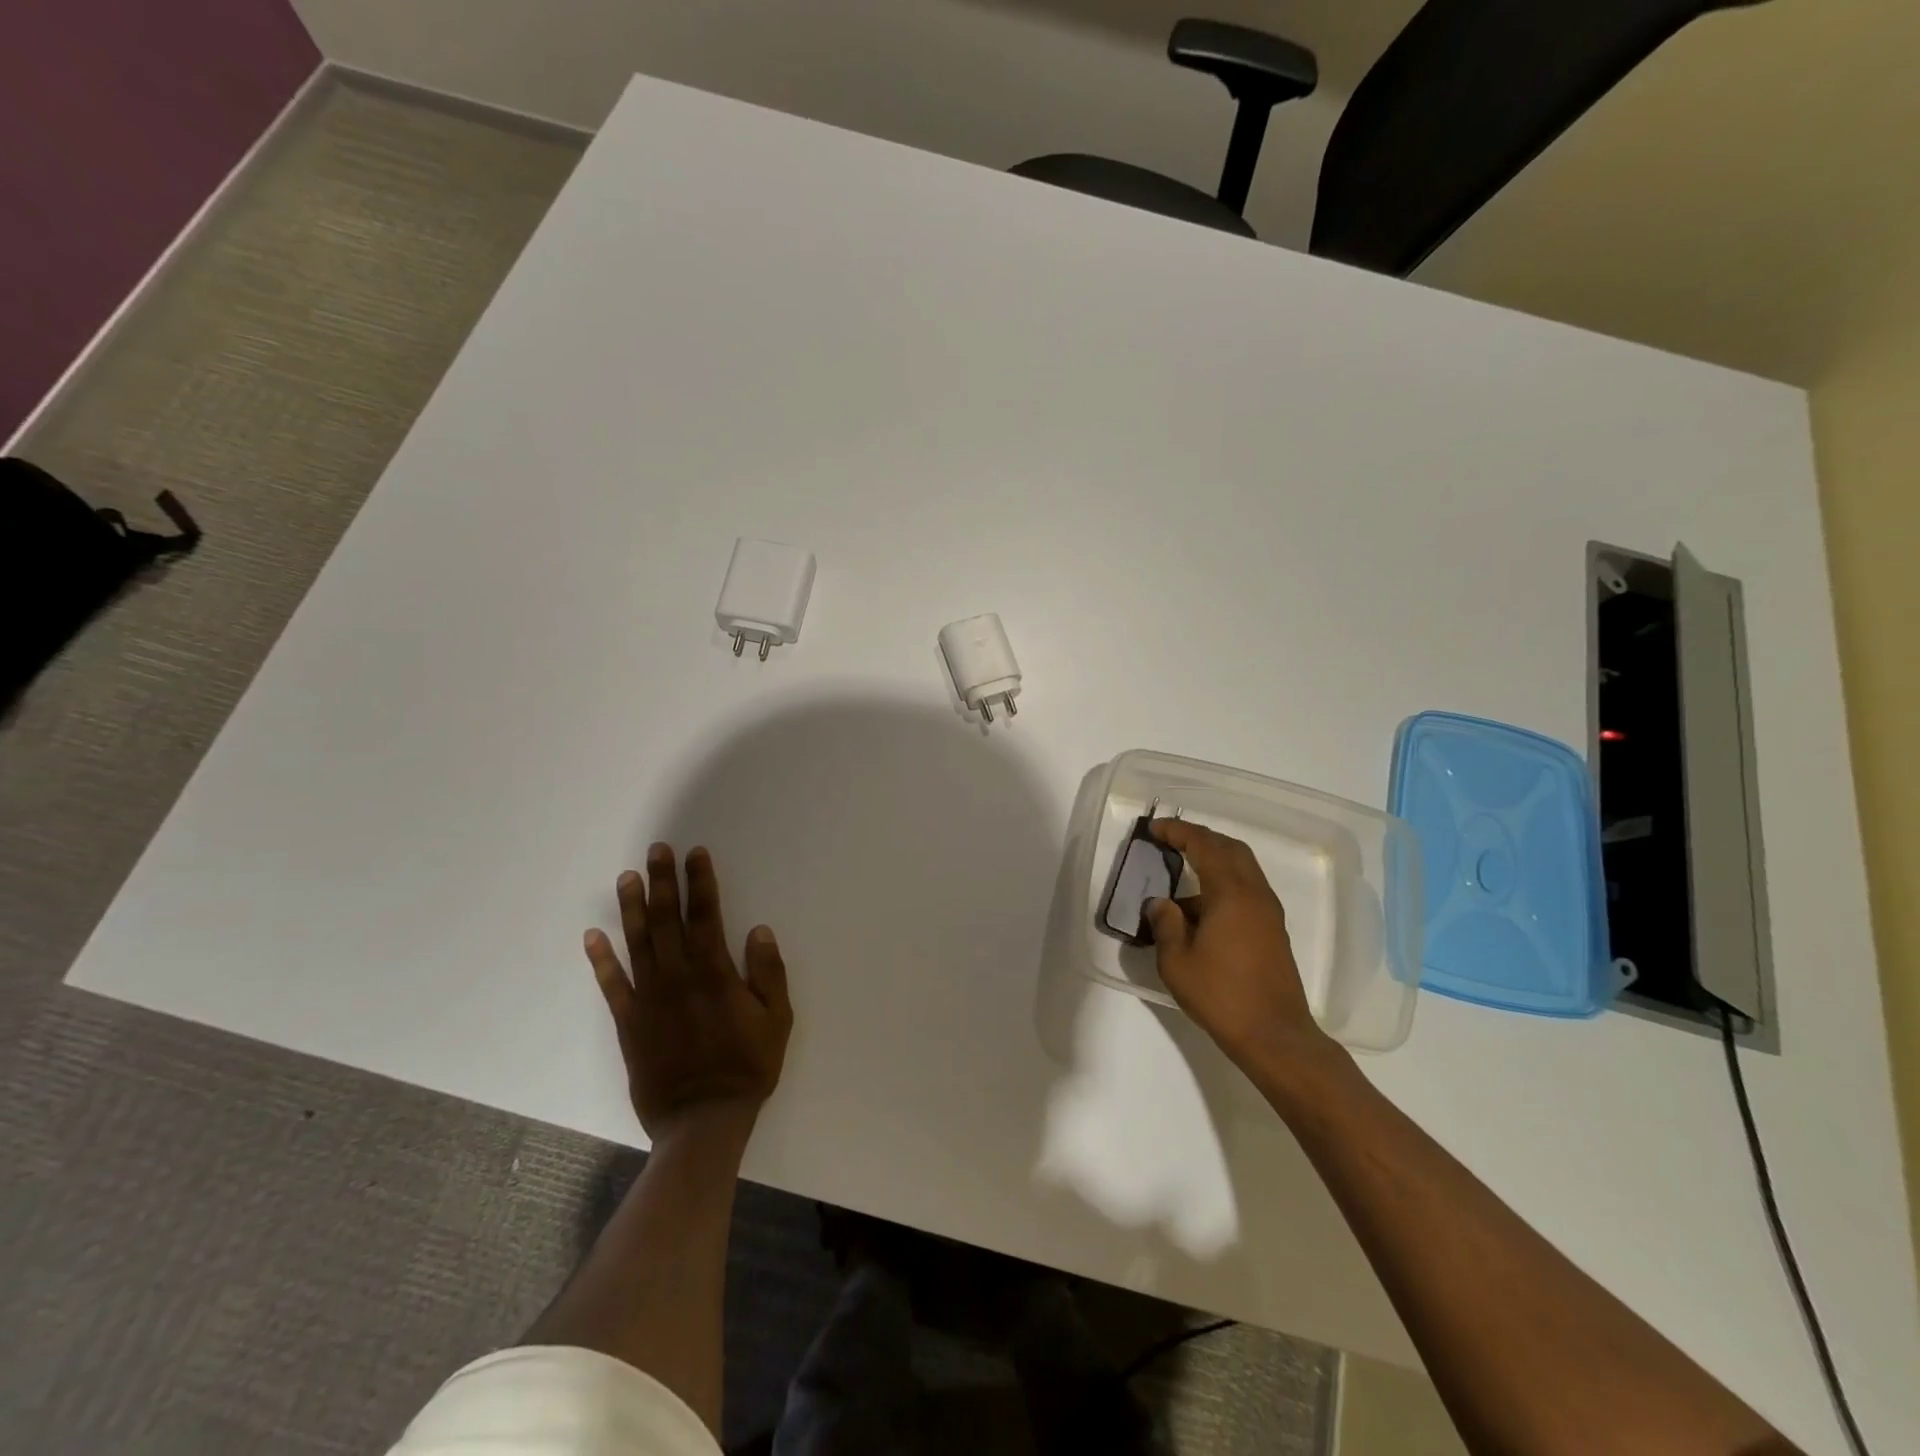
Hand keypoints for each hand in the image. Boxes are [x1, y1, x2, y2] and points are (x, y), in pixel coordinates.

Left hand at [584, 843, 792, 1140]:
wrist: (702, 1120)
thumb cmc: (747, 1067)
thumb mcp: (777, 1020)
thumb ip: (769, 973)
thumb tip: (759, 930)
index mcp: (715, 973)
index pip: (706, 915)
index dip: (701, 882)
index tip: (696, 854)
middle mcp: (678, 976)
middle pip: (669, 919)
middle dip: (664, 881)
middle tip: (657, 850)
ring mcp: (649, 998)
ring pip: (638, 942)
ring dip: (633, 908)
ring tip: (627, 878)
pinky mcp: (628, 1022)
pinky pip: (611, 985)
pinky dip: (601, 959)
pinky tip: (592, 935)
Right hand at [1144, 820, 1339, 1077]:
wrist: (1274, 1035)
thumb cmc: (1221, 995)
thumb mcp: (1177, 961)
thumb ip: (1166, 923)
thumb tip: (1161, 903)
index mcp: (1231, 893)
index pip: (1204, 845)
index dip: (1179, 832)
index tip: (1155, 829)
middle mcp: (1255, 894)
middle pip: (1230, 849)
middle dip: (1201, 838)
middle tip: (1172, 840)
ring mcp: (1268, 913)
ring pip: (1242, 869)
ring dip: (1214, 860)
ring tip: (1182, 872)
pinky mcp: (1273, 931)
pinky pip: (1246, 890)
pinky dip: (1223, 882)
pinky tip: (1200, 907)